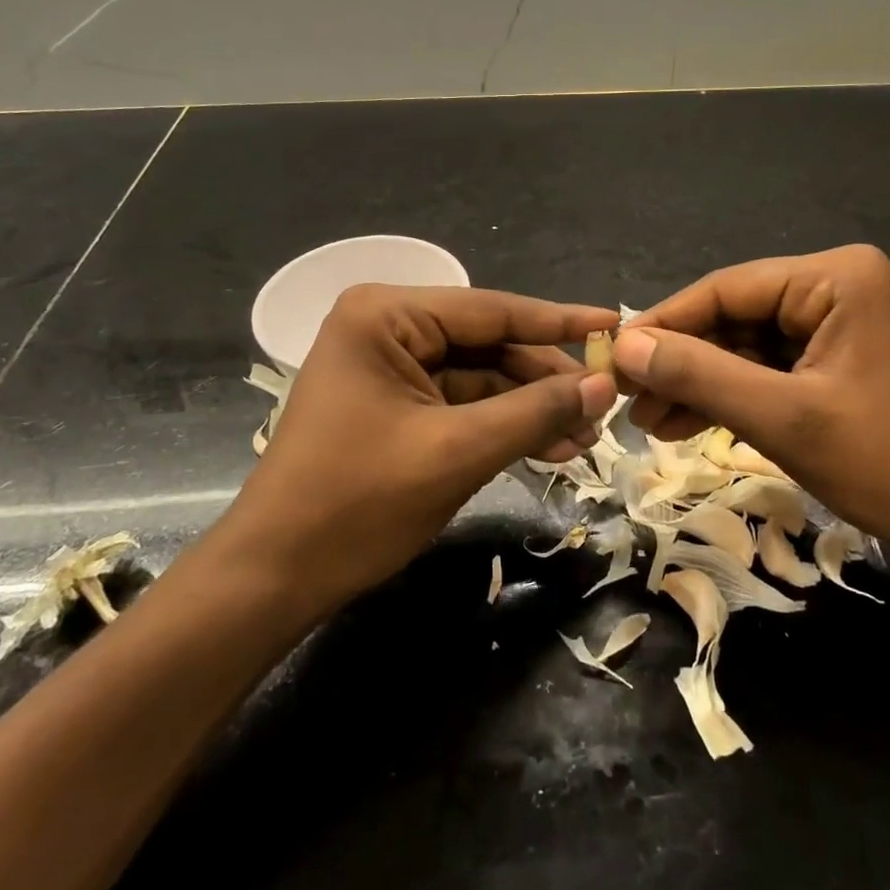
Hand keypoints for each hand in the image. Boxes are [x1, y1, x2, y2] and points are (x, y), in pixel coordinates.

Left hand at [215, 285, 618, 620]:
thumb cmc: (356, 504)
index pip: (492, 310)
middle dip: (545, 379)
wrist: (272, 579)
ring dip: (529, 407)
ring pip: (480, 377)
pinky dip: (501, 425)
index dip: (559, 321)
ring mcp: (388, 366)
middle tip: (605, 406)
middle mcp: (386, 327)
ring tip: (585, 438)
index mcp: (386, 315)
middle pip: (488, 343)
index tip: (617, 323)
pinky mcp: (393, 403)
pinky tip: (548, 448)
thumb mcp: (457, 452)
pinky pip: (461, 403)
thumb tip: (604, 385)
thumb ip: (534, 412)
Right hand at [613, 245, 889, 560]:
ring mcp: (840, 323)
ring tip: (650, 422)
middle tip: (628, 400)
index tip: (612, 357)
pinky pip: (771, 369)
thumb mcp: (784, 418)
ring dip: (701, 384)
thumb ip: (700, 375)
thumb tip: (623, 347)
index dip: (664, 324)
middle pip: (734, 317)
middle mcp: (837, 286)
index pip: (726, 289)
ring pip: (747, 346)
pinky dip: (733, 397)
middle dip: (682, 362)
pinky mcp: (840, 359)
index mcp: (834, 277)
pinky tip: (689, 423)